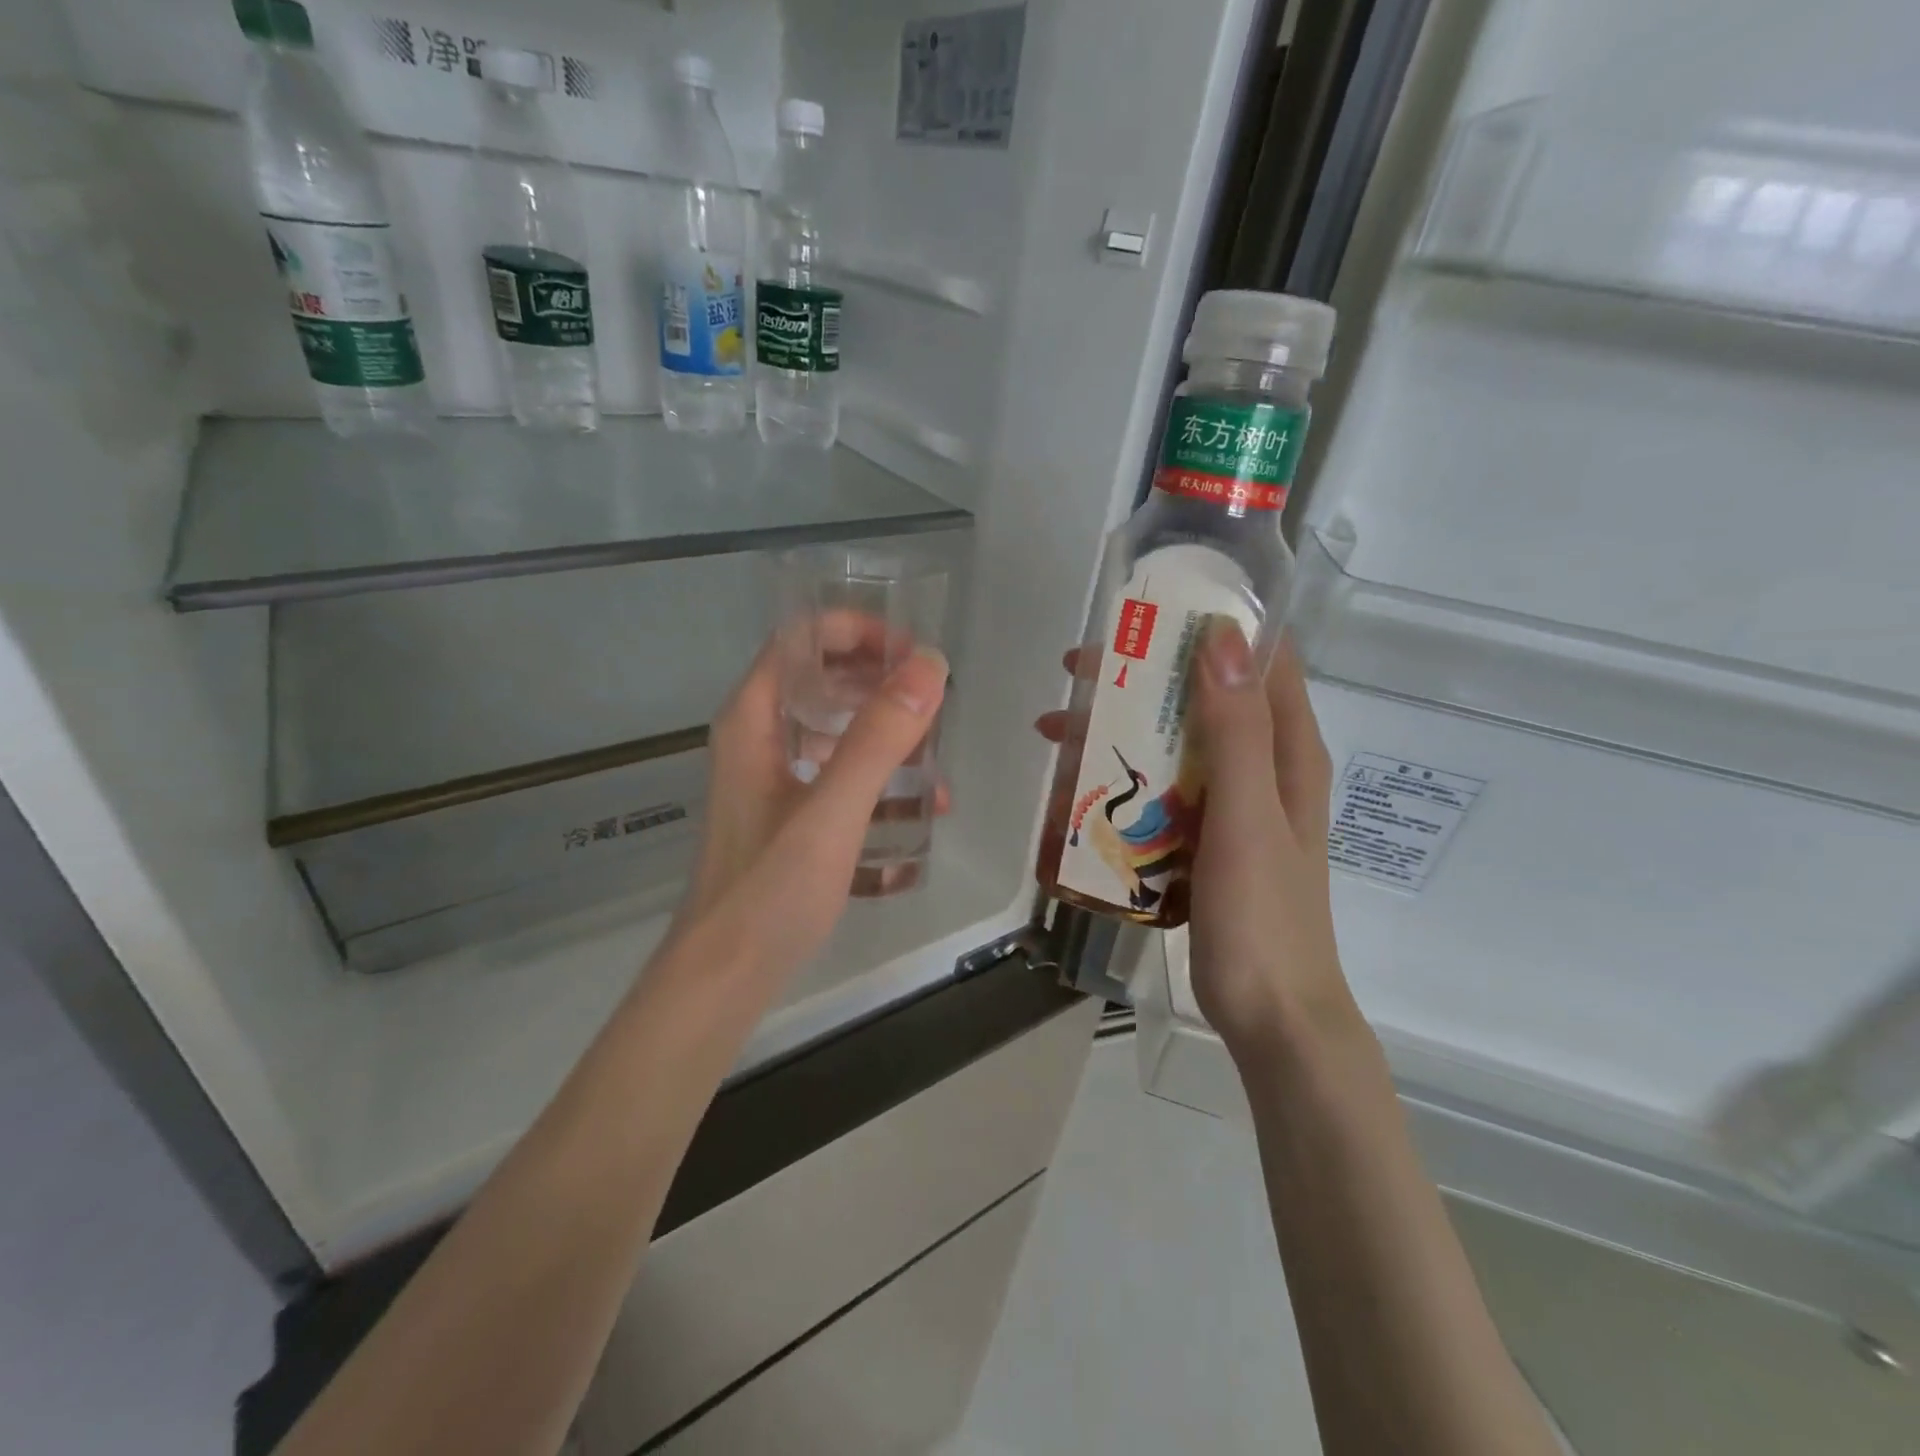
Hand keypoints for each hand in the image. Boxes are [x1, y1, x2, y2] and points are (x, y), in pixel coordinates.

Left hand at [675, 637, 948, 979]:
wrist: (723, 978)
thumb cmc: (770, 890)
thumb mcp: (832, 810)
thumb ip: (879, 737)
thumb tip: (929, 665)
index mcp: (754, 718)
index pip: (803, 638)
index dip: (859, 631)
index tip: (914, 656)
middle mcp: (758, 738)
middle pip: (822, 681)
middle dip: (882, 686)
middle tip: (935, 708)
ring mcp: (771, 780)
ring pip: (834, 732)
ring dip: (885, 740)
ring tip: (936, 770)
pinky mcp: (786, 817)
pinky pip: (837, 779)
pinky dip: (875, 785)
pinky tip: (914, 818)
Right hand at [1037, 625, 1357, 1060]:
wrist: (1272, 1015)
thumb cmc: (1264, 916)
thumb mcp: (1246, 817)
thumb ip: (1235, 730)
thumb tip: (1219, 635)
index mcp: (1287, 750)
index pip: (1258, 659)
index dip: (1207, 625)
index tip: (1143, 613)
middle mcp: (1264, 766)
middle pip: (1202, 698)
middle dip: (1139, 678)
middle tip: (1073, 673)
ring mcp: (1234, 805)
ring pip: (1174, 744)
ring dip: (1120, 730)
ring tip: (1053, 732)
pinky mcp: (1207, 839)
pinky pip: (1162, 791)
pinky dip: (1124, 778)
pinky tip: (1077, 790)